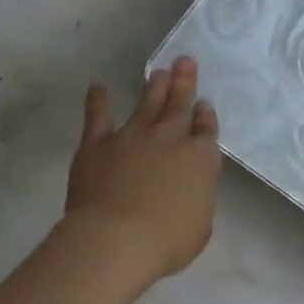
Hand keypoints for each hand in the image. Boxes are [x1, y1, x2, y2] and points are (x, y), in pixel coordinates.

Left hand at [65, 56, 219, 280]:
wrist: (116, 240)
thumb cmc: (166, 241)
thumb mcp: (201, 225)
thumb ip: (198, 199)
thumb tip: (190, 191)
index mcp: (201, 157)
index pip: (206, 129)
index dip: (205, 116)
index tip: (203, 104)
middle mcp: (170, 138)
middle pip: (179, 105)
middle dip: (184, 83)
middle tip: (185, 61)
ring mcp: (133, 137)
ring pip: (147, 104)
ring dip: (154, 87)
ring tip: (159, 71)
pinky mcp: (98, 144)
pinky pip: (98, 117)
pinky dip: (98, 101)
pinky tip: (98, 86)